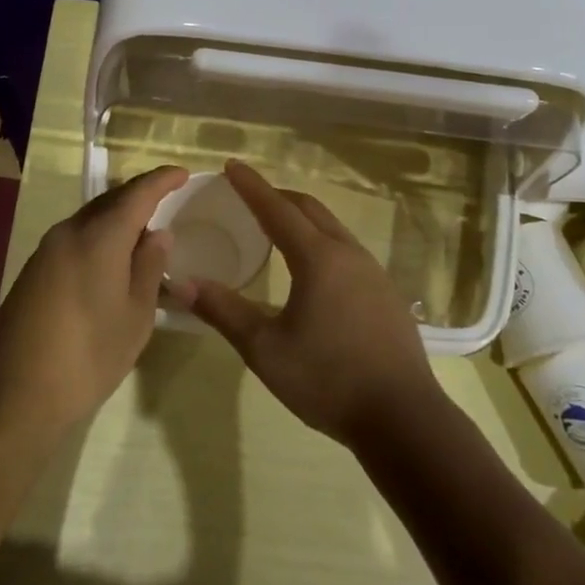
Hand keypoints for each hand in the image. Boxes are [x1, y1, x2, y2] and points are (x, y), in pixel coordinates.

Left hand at [0, 165, 189, 437]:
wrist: (15, 394)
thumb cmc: (89, 356)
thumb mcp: (135, 315)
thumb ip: (149, 267)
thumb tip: (157, 234)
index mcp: (99, 237)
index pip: (137, 194)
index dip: (162, 180)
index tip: (183, 174)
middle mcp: (69, 232)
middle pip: (110, 201)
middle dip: (139, 195)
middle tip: (167, 198)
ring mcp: (46, 251)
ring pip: (90, 219)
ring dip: (118, 217)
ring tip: (144, 229)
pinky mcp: (34, 271)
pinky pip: (75, 238)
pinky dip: (99, 236)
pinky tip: (112, 258)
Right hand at [175, 161, 444, 447]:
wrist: (403, 418)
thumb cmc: (327, 380)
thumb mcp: (265, 349)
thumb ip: (224, 312)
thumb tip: (181, 283)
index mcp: (317, 258)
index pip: (277, 209)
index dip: (251, 186)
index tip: (231, 166)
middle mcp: (348, 254)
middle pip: (309, 210)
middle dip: (278, 197)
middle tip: (249, 196)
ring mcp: (373, 273)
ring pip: (332, 228)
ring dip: (303, 218)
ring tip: (278, 228)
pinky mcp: (386, 294)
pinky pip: (347, 250)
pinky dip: (322, 241)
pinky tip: (314, 270)